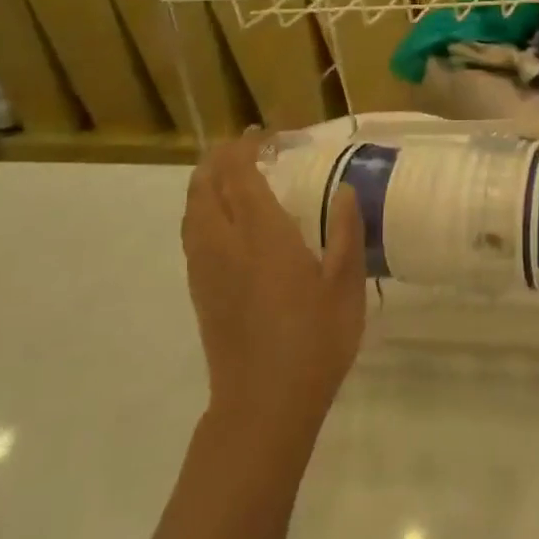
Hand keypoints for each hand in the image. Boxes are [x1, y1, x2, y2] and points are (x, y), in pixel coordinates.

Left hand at [182, 131, 365, 445]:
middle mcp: (225, 244)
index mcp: (262, 236)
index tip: (265, 133)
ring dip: (206, 183)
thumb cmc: (314, 342)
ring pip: (192, 211)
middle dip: (220, 158)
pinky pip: (192, 235)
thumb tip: (345, 190)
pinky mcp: (200, 291)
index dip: (246, 147)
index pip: (241, 175)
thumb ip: (345, 232)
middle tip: (246, 147)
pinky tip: (224, 221)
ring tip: (231, 175)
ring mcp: (206, 269)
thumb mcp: (346, 286)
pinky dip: (202, 211)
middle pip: (206, 186)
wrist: (263, 405)